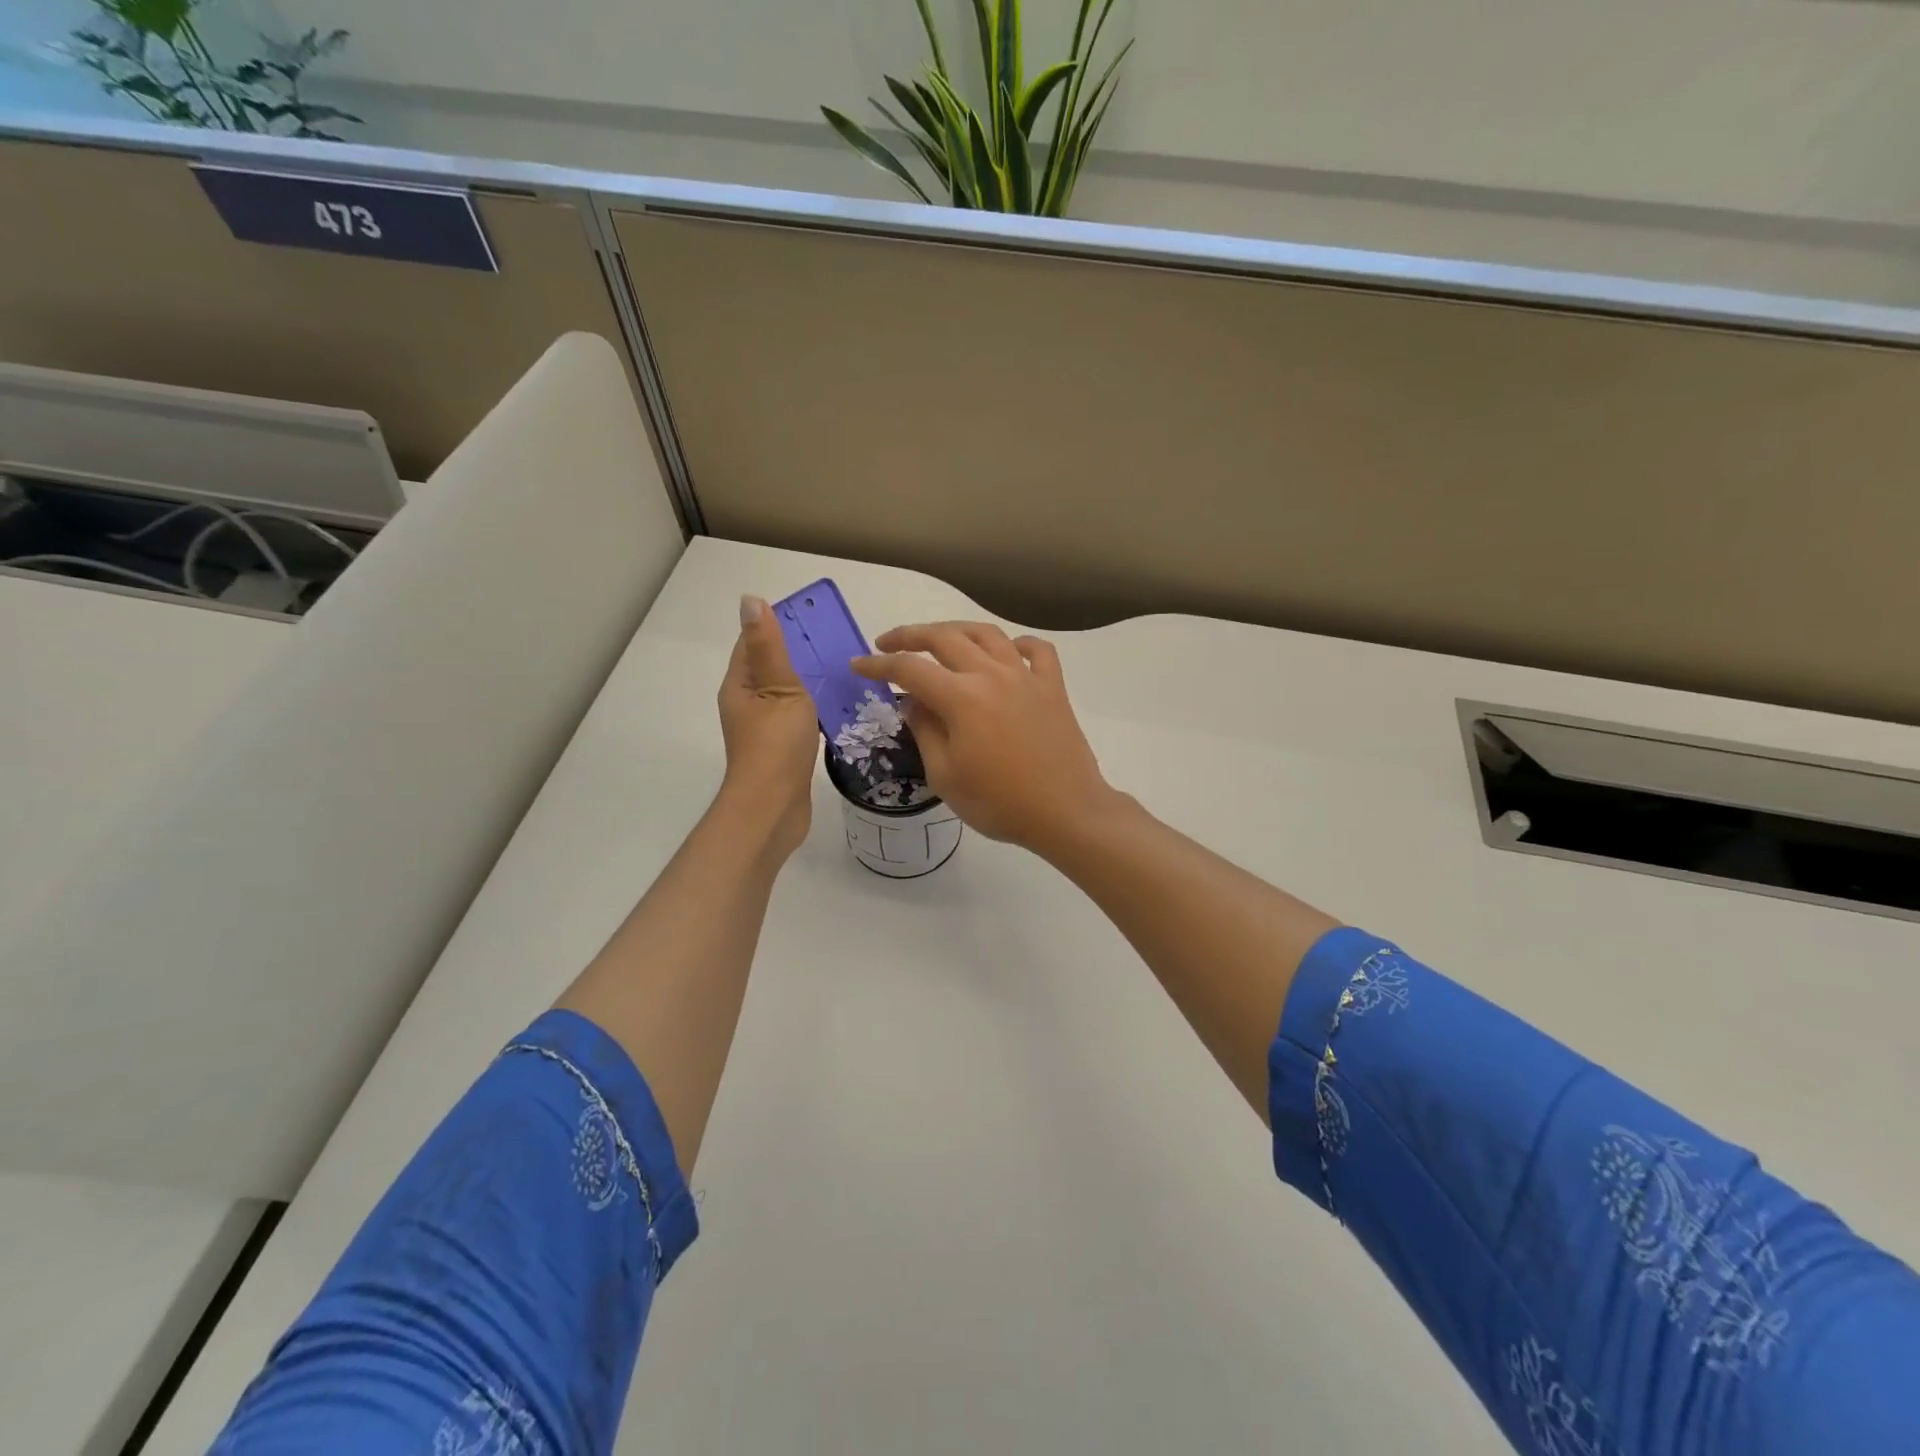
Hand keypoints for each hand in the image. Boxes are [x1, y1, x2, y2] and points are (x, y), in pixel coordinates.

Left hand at [718, 596, 819, 859]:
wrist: (773, 809)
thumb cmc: (775, 746)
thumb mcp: (778, 688)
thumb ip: (769, 647)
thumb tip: (750, 600)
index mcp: (740, 685)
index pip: (753, 642)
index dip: (778, 624)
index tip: (813, 615)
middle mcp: (747, 703)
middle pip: (770, 667)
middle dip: (799, 651)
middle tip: (839, 640)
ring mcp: (763, 729)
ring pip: (786, 694)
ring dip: (809, 680)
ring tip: (844, 668)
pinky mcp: (781, 749)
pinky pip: (798, 717)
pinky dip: (815, 707)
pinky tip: (840, 706)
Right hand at [852, 621, 1115, 856]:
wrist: (1065, 812)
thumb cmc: (999, 803)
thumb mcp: (945, 777)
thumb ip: (924, 732)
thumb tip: (912, 702)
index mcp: (961, 698)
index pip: (909, 669)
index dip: (879, 665)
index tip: (858, 665)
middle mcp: (992, 675)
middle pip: (945, 638)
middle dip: (910, 636)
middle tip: (888, 643)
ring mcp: (1026, 677)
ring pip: (987, 634)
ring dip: (956, 630)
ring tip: (939, 639)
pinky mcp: (1053, 687)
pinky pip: (1036, 650)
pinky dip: (1017, 644)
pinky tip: (1007, 652)